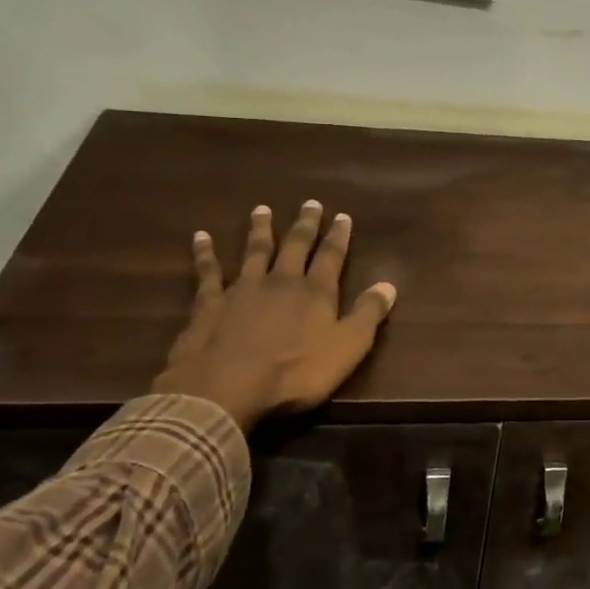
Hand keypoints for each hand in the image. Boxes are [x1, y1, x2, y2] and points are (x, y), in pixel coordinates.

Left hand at [152, 201, 396, 428]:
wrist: (228, 385)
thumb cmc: (296, 372)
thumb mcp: (348, 347)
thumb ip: (368, 314)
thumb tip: (388, 285)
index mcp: (316, 292)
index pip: (331, 257)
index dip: (338, 236)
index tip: (342, 216)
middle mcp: (281, 281)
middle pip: (295, 246)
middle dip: (304, 225)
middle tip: (310, 203)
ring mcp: (242, 289)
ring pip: (254, 251)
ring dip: (260, 230)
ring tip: (261, 209)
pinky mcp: (210, 303)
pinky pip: (208, 272)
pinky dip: (205, 253)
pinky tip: (201, 237)